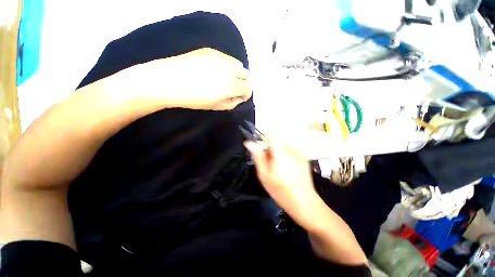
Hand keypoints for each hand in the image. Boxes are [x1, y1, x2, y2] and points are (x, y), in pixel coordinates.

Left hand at [117, 48, 251, 109]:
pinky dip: (228, 66)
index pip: (249, 88)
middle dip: (245, 83)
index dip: (245, 95)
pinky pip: (227, 58)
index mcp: (231, 86)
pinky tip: (216, 71)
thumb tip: (239, 97)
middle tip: (235, 89)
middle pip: (248, 75)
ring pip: (239, 65)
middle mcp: (229, 70)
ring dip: (237, 74)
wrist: (169, 81)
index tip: (238, 98)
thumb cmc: (193, 99)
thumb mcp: (217, 107)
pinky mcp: (211, 51)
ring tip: (226, 79)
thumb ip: (232, 103)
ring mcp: (221, 58)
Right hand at [244, 138, 320, 225]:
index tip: (260, 148)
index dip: (263, 139)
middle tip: (267, 162)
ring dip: (277, 151)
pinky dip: (285, 155)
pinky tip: (286, 168)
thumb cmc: (280, 190)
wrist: (303, 202)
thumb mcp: (264, 174)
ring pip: (284, 145)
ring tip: (277, 167)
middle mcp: (292, 149)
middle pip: (277, 140)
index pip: (271, 135)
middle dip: (270, 147)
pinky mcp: (304, 157)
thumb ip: (257, 156)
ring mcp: (300, 153)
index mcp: (281, 152)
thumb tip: (249, 142)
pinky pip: (291, 150)